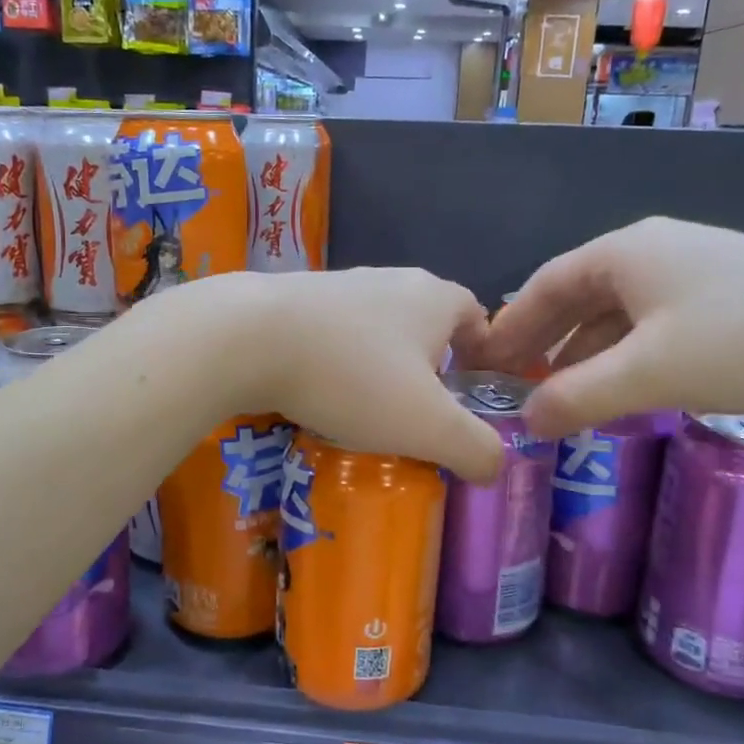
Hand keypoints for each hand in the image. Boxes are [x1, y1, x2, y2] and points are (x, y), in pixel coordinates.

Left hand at [189, 269, 502, 482]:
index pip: (476, 316)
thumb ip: (475, 448)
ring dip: (379, 365)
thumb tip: (495, 464)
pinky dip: (337, 362)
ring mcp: (338, 285)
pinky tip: (320, 393)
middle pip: (425, 323)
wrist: (248, 336)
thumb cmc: (353, 376)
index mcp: (434, 298)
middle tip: (421, 412)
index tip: (473, 394)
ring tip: (368, 410)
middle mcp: (390, 280)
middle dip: (428, 366)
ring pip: (375, 329)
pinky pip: (332, 334)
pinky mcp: (294, 298)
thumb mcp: (429, 426)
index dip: (483, 354)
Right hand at [480, 217, 743, 438]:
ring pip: (616, 314)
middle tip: (513, 385)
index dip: (507, 327)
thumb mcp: (652, 374)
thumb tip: (523, 422)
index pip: (542, 286)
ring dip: (584, 353)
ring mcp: (694, 271)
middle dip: (542, 341)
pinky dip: (625, 355)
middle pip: (576, 297)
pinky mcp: (729, 296)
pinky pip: (653, 324)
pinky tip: (624, 388)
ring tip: (561, 395)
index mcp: (624, 253)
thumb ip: (577, 398)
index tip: (480, 365)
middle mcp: (652, 251)